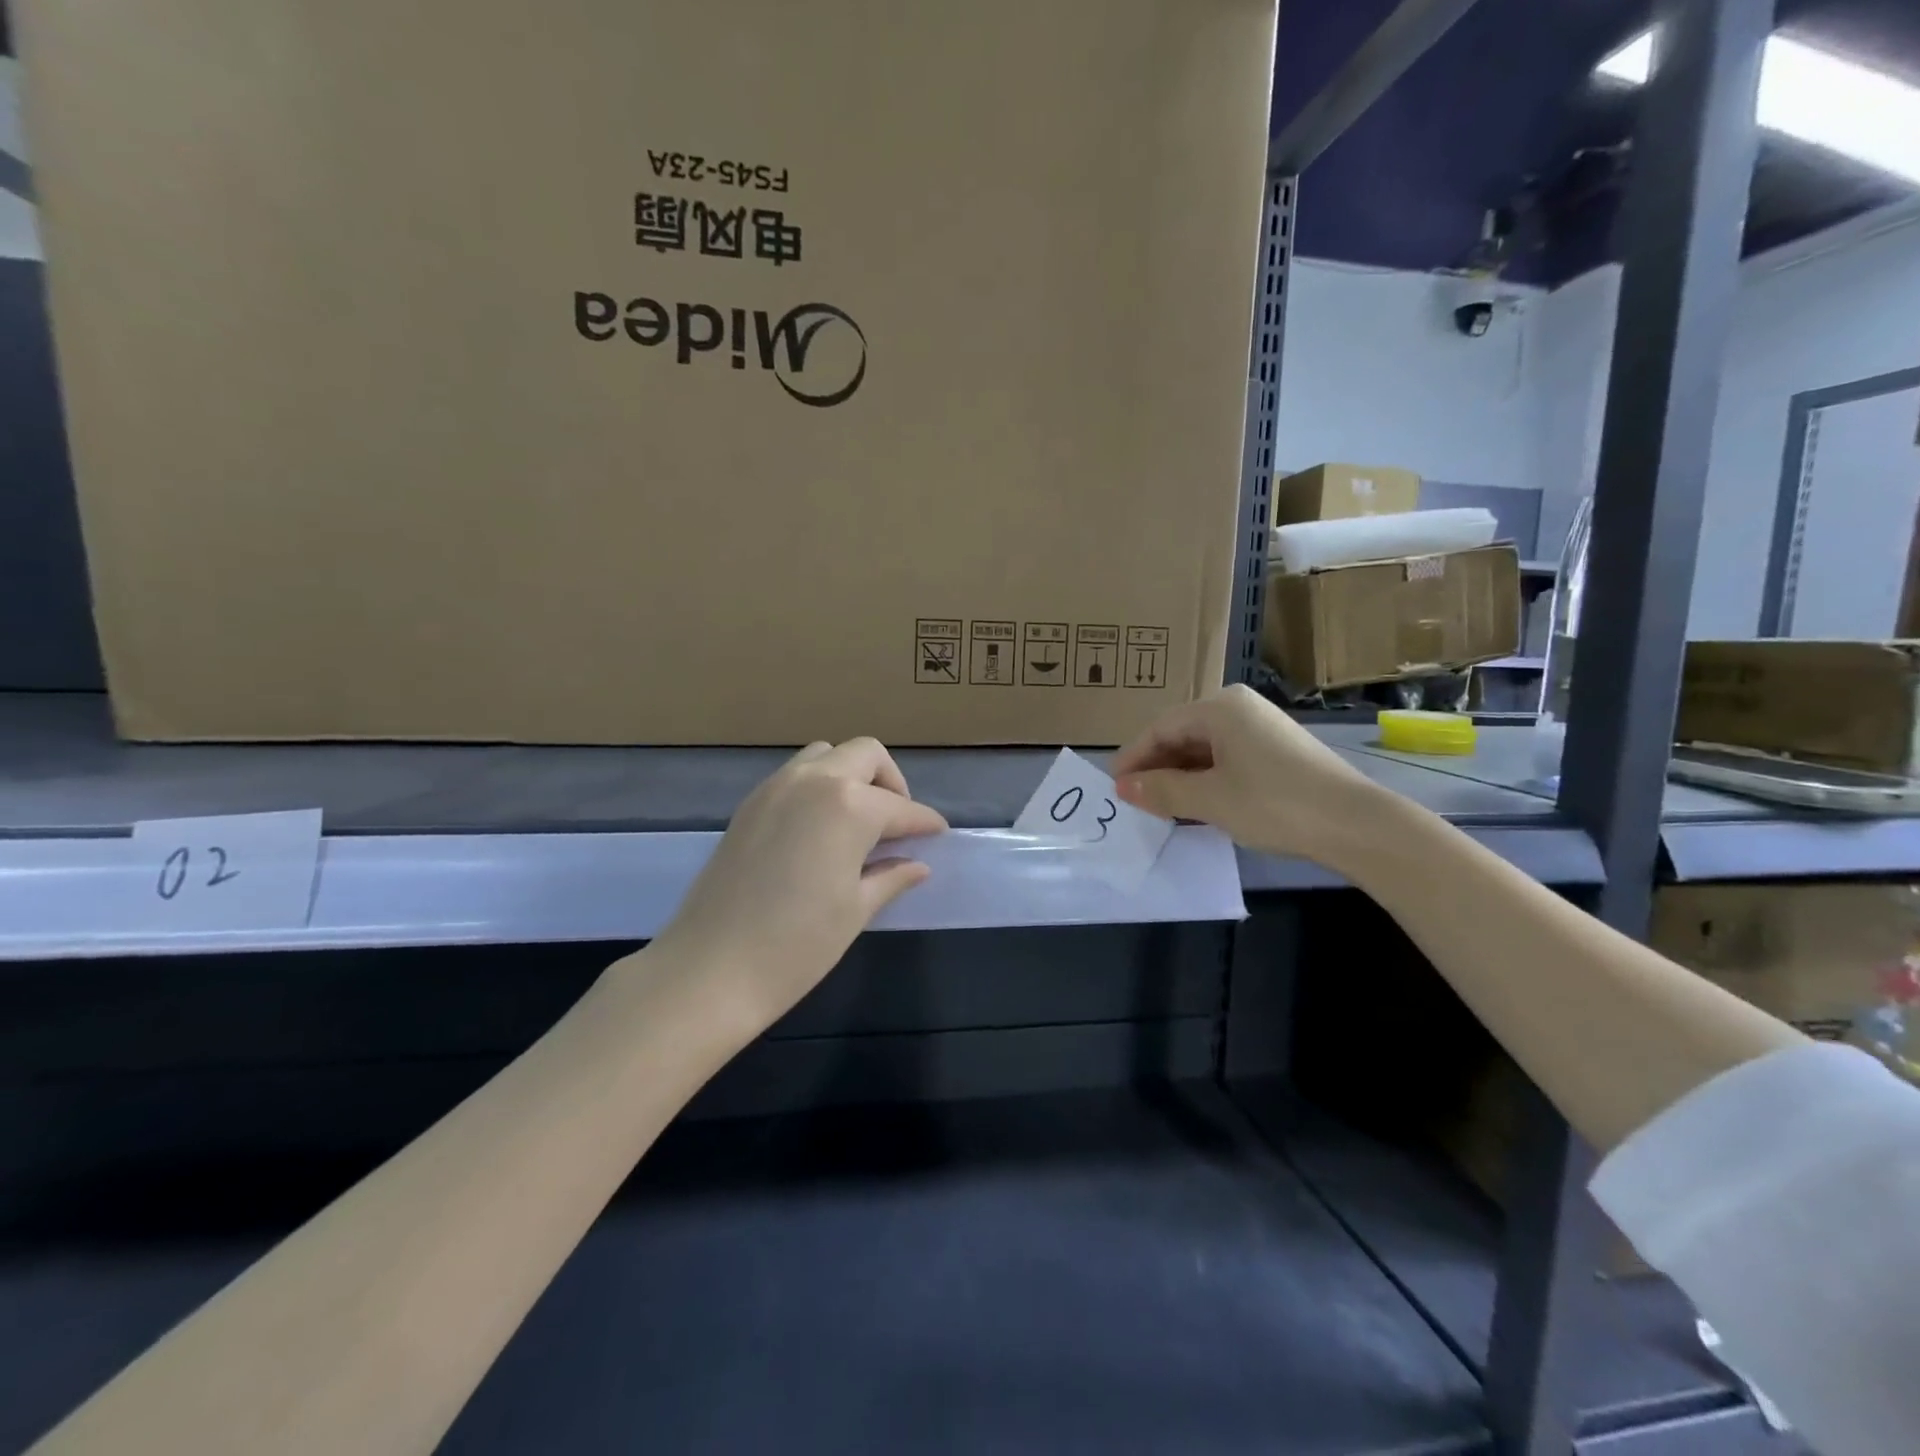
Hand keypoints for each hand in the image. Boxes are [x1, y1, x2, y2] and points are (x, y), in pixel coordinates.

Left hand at [649, 739, 948, 1031]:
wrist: (709, 970)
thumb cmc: (797, 945)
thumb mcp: (856, 910)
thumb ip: (891, 876)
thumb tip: (917, 865)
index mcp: (849, 806)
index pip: (901, 807)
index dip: (924, 822)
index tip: (937, 835)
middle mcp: (813, 781)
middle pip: (865, 755)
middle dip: (891, 783)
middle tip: (897, 824)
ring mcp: (775, 788)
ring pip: (826, 755)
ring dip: (851, 776)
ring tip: (859, 821)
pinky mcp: (750, 804)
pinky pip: (796, 774)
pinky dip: (819, 786)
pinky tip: (822, 829)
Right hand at [1113, 685, 1383, 863]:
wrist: (1355, 824)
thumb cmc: (1274, 804)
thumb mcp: (1210, 800)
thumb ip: (1161, 791)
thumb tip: (1122, 788)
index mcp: (1220, 708)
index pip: (1161, 728)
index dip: (1134, 758)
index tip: (1114, 787)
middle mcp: (1239, 708)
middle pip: (1182, 734)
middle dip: (1156, 767)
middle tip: (1136, 800)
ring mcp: (1261, 727)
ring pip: (1204, 748)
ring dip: (1180, 776)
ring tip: (1161, 806)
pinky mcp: (1277, 750)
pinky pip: (1226, 757)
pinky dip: (1206, 778)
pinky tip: (1198, 803)